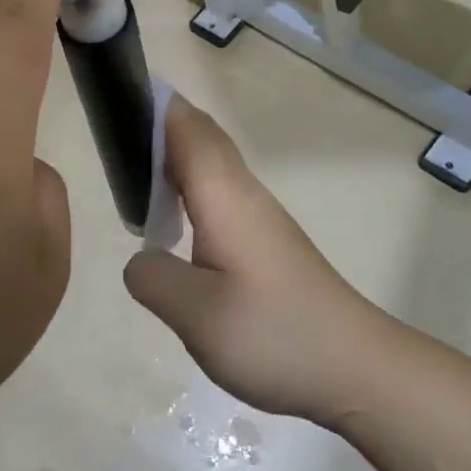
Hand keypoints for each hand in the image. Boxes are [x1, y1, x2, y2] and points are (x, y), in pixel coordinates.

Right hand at [123, 97, 387, 423]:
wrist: (357, 368)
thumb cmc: (274, 333)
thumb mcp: (195, 314)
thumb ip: (152, 276)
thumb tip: (143, 258)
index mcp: (223, 195)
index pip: (186, 126)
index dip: (153, 105)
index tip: (115, 101)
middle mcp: (243, 193)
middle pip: (200, 138)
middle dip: (158, 127)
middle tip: (113, 143)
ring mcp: (261, 216)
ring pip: (212, 166)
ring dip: (174, 160)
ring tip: (134, 180)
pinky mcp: (269, 241)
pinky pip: (221, 194)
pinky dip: (190, 191)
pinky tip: (175, 226)